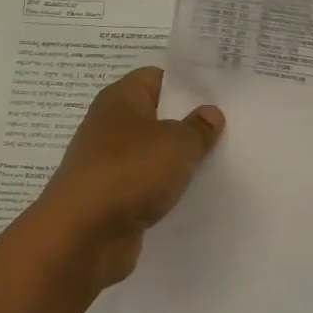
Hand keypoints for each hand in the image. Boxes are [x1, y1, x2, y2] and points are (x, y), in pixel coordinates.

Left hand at [33, 68, 224, 292]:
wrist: (82, 235)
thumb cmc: (129, 172)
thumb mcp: (176, 144)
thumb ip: (197, 128)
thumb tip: (210, 113)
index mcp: (120, 98)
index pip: (157, 77)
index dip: (188, 84)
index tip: (221, 93)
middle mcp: (111, 125)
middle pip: (156, 116)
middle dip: (188, 122)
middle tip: (230, 126)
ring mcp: (109, 163)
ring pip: (153, 153)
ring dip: (178, 160)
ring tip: (220, 161)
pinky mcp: (112, 197)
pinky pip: (146, 184)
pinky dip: (165, 189)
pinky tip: (193, 195)